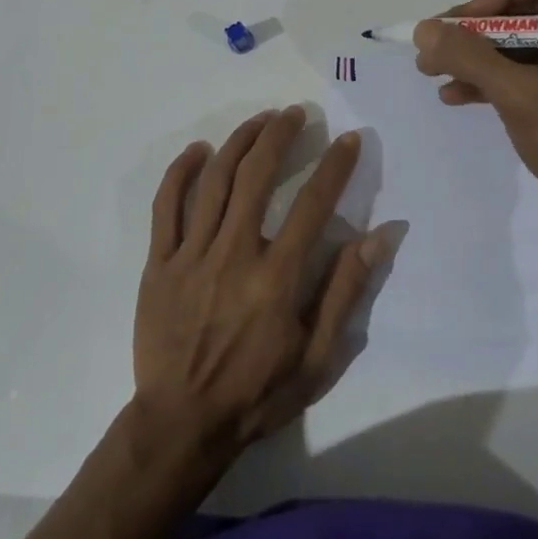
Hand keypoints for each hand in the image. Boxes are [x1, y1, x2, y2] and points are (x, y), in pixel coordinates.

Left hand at [133, 107, 382, 459]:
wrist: (181, 424)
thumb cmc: (257, 393)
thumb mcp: (317, 358)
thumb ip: (344, 292)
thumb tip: (378, 237)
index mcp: (275, 278)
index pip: (313, 205)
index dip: (335, 166)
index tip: (349, 139)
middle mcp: (233, 254)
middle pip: (258, 176)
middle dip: (280, 136)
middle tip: (296, 113)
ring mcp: (191, 256)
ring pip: (215, 181)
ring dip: (239, 142)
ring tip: (260, 119)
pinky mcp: (159, 263)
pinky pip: (166, 207)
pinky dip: (181, 173)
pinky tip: (198, 150)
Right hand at [413, 0, 537, 237]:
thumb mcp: (520, 95)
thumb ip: (471, 57)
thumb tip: (423, 30)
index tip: (462, 24)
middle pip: (522, 11)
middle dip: (474, 29)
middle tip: (434, 45)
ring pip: (514, 44)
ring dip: (472, 56)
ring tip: (430, 71)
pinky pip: (517, 74)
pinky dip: (485, 80)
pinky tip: (453, 95)